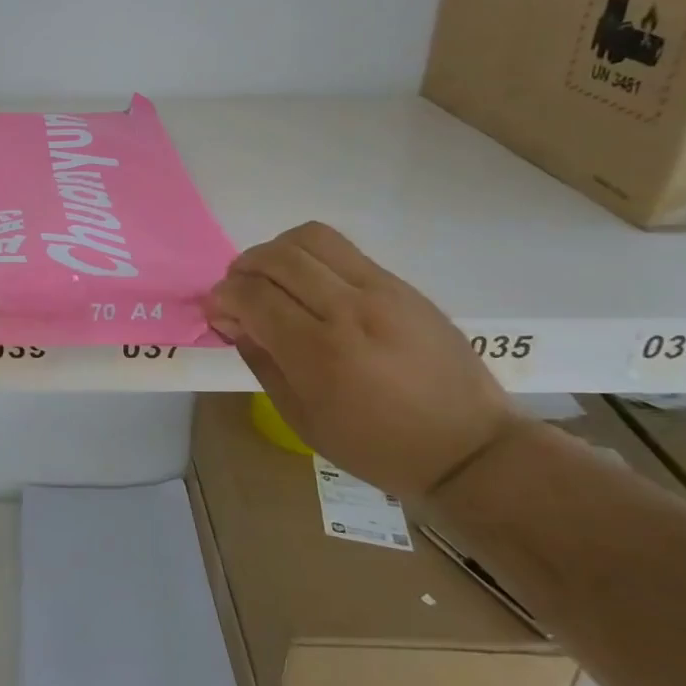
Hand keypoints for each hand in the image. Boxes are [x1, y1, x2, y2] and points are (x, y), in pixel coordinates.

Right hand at [206, 222, 518, 499]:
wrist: (468, 447)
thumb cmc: (376, 446)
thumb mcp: (302, 418)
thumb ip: (262, 361)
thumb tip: (234, 321)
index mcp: (320, 352)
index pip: (253, 295)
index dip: (223, 297)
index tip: (217, 311)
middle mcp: (349, 309)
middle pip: (276, 257)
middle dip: (242, 268)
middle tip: (238, 292)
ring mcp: (381, 290)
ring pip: (310, 238)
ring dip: (276, 251)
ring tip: (271, 278)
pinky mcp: (401, 284)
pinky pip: (342, 250)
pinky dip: (310, 256)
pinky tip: (308, 284)